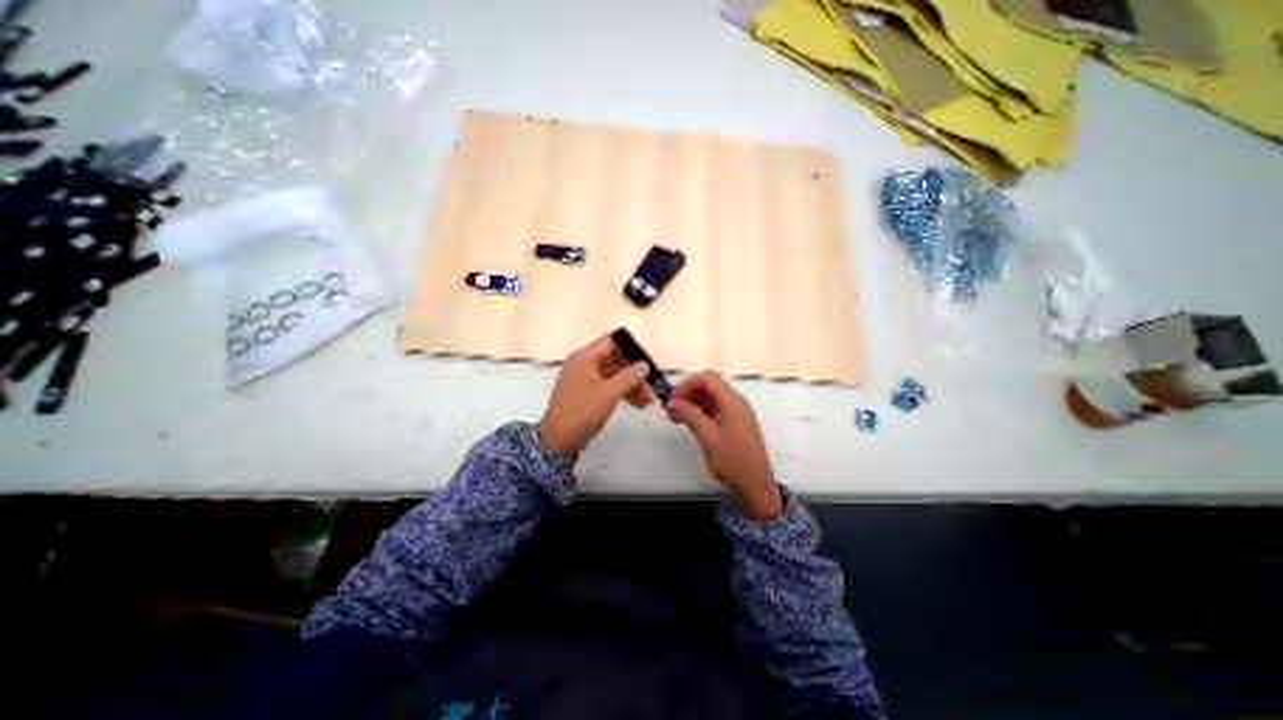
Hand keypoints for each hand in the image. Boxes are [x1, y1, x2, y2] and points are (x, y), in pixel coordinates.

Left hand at [537, 336, 652, 453]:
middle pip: (615, 359)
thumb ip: (629, 377)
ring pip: (614, 374)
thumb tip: (644, 365)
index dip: (630, 349)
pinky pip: (609, 386)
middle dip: (634, 372)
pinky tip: (637, 404)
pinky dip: (623, 393)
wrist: (558, 440)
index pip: (611, 342)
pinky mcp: (588, 394)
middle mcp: (584, 364)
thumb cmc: (582, 412)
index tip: (647, 362)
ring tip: (648, 400)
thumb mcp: (608, 393)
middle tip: (651, 386)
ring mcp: (585, 380)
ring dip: (632, 385)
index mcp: (585, 358)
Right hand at [673, 371, 781, 516]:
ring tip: (676, 417)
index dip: (686, 385)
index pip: (706, 378)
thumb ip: (689, 414)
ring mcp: (737, 413)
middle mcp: (736, 402)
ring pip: (711, 397)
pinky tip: (690, 423)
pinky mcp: (735, 424)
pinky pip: (715, 409)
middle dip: (688, 393)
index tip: (672, 401)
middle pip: (709, 385)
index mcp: (732, 400)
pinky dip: (700, 411)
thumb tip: (672, 402)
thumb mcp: (707, 436)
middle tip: (671, 409)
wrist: (756, 486)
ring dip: (693, 402)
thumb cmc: (733, 460)